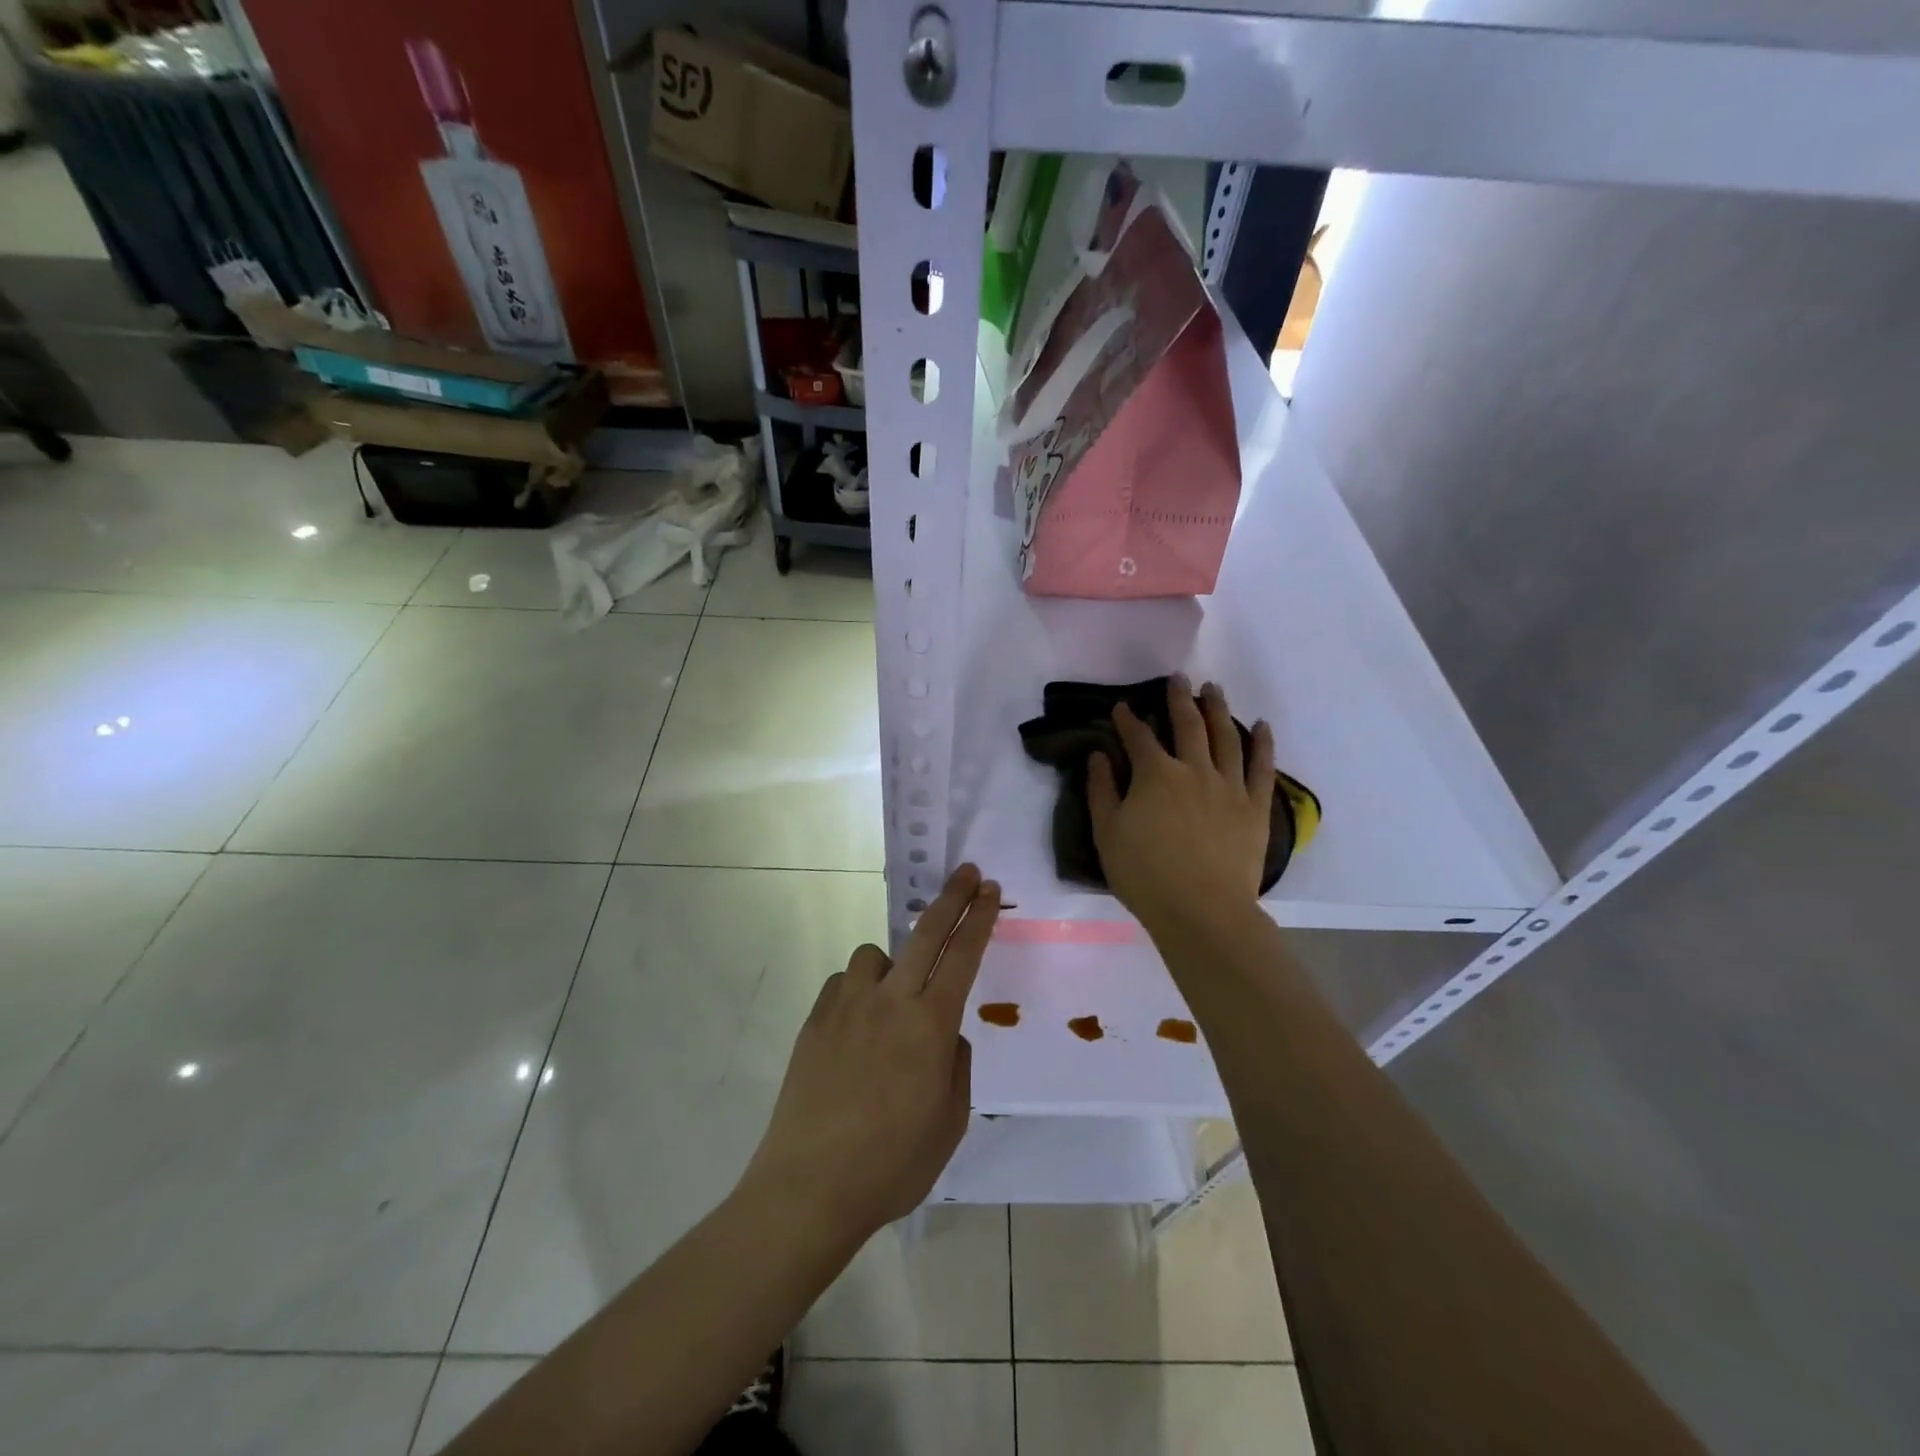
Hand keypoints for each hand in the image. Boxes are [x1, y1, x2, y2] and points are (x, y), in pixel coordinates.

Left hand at [741, 864, 1000, 1243]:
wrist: (810, 1186)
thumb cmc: (893, 1164)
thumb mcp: (949, 1122)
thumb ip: (955, 1065)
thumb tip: (943, 1035)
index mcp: (930, 1025)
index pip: (963, 955)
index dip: (979, 918)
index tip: (989, 890)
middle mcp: (890, 1001)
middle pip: (926, 931)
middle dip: (952, 897)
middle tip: (966, 872)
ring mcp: (848, 1005)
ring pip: (875, 954)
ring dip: (892, 964)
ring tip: (892, 1002)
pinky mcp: (816, 1018)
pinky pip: (844, 984)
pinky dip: (857, 992)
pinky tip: (855, 1028)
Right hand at [1088, 675, 1273, 936]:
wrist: (1203, 911)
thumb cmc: (1146, 875)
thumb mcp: (1107, 834)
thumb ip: (1101, 791)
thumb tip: (1098, 756)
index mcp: (1155, 775)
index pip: (1138, 737)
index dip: (1128, 720)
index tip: (1122, 707)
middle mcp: (1194, 770)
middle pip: (1188, 724)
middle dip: (1179, 698)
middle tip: (1178, 678)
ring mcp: (1230, 786)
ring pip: (1226, 737)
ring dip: (1219, 708)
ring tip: (1214, 689)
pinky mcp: (1255, 807)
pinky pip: (1262, 768)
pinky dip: (1263, 743)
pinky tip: (1262, 725)